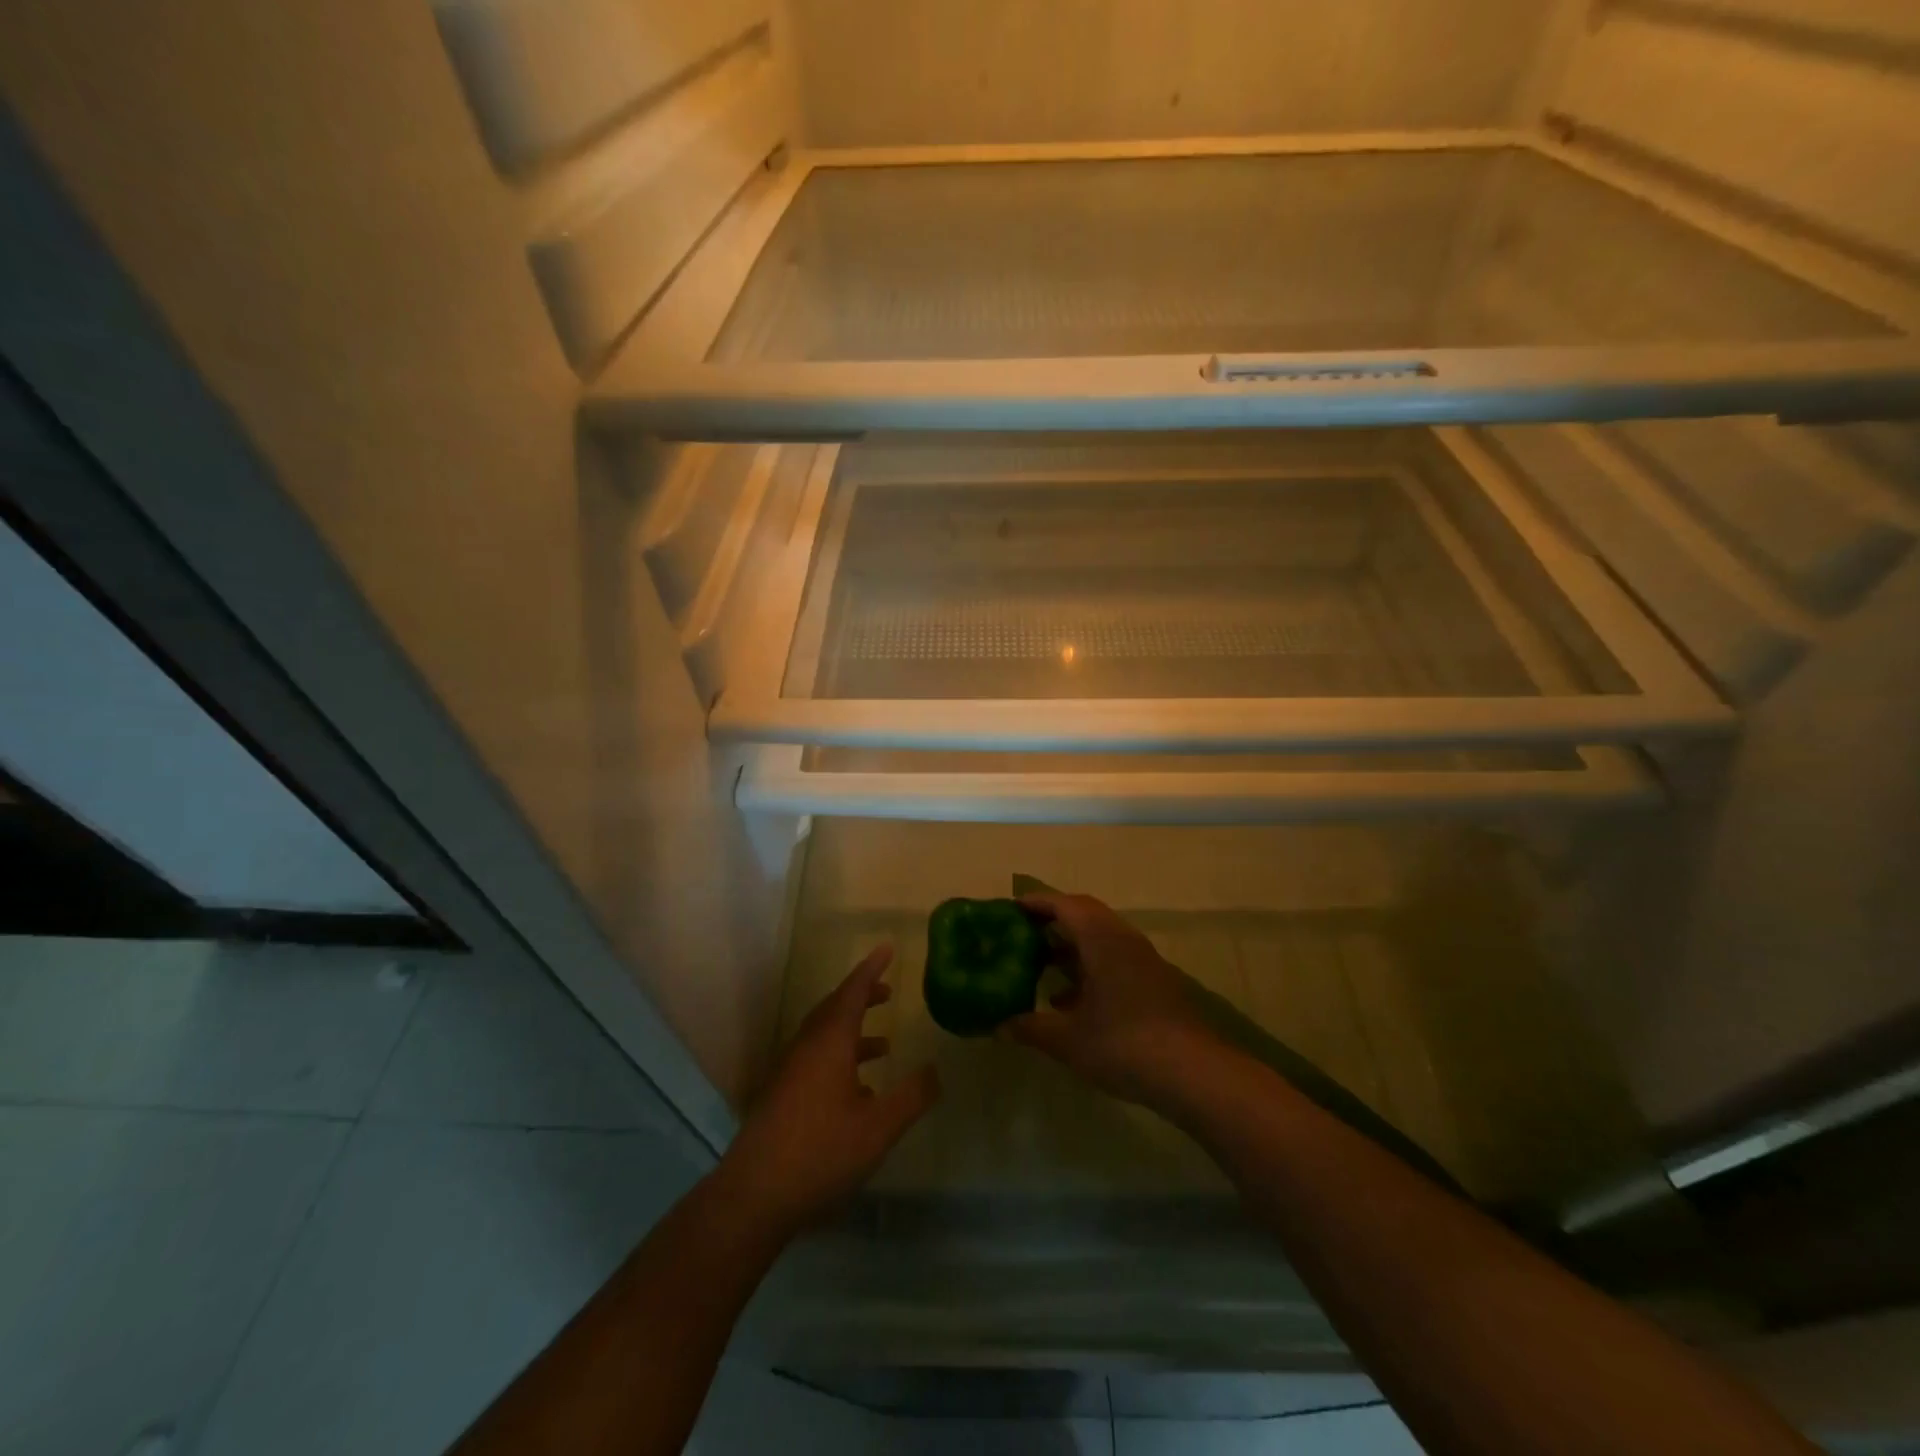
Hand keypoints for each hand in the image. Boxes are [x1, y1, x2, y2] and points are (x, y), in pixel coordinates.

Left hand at [717, 945, 939, 1234]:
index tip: (887, 948)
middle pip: (835, 1009)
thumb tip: (935, 1069)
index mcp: (829, 1042)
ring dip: (853, 1031)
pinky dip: (840, 1057)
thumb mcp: (878, 1128)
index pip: (852, 992)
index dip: (872, 969)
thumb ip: (911, 1097)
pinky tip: (858, 1091)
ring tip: (884, 1044)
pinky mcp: (781, 1096)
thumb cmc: (820, 1152)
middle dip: (862, 997)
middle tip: (887, 992)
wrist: (754, 1196)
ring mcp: (789, 1072)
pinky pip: (815, 1059)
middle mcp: (806, 1047)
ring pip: (824, 1036)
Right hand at [1001, 892, 1220, 1110]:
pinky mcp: (1153, 984)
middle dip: (1052, 922)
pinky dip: (1089, 970)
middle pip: (1084, 916)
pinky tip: (1069, 1002)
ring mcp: (1142, 962)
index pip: (1065, 904)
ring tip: (1039, 967)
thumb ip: (1030, 1028)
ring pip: (1100, 940)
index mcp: (1101, 939)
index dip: (1037, 903)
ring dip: (1071, 948)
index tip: (1010, 909)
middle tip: (1021, 935)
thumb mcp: (1068, 1040)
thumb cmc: (1124, 1044)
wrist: (1194, 1074)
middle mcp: (1123, 940)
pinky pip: (1113, 962)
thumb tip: (997, 1026)